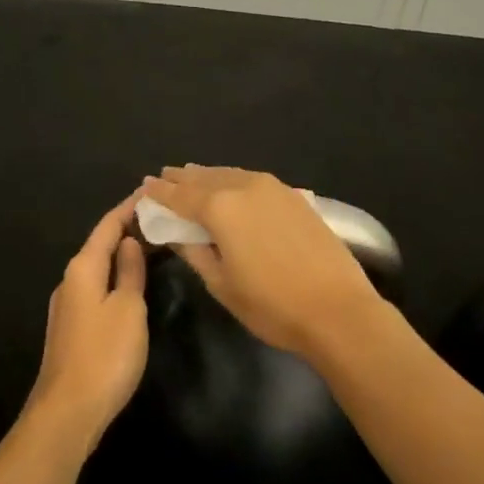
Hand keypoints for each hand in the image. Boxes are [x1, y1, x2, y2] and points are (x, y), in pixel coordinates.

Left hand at [25, 190, 148, 453]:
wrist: (67, 412)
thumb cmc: (105, 355)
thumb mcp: (129, 309)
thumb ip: (130, 272)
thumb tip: (130, 242)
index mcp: (83, 268)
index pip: (108, 225)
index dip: (129, 207)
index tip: (151, 192)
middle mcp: (70, 279)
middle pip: (100, 244)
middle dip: (127, 228)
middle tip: (158, 217)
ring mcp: (68, 305)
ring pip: (98, 267)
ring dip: (121, 254)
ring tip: (150, 244)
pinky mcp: (71, 328)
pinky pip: (96, 287)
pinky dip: (115, 276)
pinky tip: (131, 283)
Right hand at [141, 165, 383, 359]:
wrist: (338, 310)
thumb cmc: (272, 305)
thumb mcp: (222, 284)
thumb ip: (194, 252)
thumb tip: (175, 233)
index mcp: (220, 208)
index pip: (180, 196)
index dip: (160, 193)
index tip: (144, 187)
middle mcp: (243, 187)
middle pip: (204, 178)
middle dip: (182, 178)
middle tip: (163, 176)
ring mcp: (272, 188)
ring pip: (229, 174)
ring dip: (207, 175)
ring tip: (191, 175)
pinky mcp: (293, 196)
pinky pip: (251, 179)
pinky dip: (233, 179)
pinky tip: (231, 186)